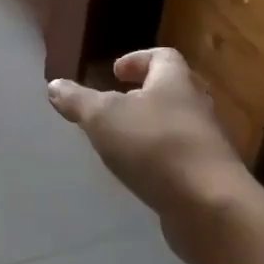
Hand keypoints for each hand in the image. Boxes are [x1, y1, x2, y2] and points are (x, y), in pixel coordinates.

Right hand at [47, 49, 251, 255]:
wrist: (210, 207)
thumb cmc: (155, 146)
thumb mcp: (103, 117)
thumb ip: (78, 101)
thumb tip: (54, 85)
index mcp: (174, 82)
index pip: (162, 56)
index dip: (138, 59)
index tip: (115, 71)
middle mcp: (195, 107)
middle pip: (171, 91)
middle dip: (143, 95)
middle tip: (114, 106)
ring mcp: (205, 145)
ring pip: (175, 126)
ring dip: (149, 130)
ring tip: (120, 142)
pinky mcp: (207, 178)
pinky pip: (179, 159)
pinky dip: (158, 161)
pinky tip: (138, 174)